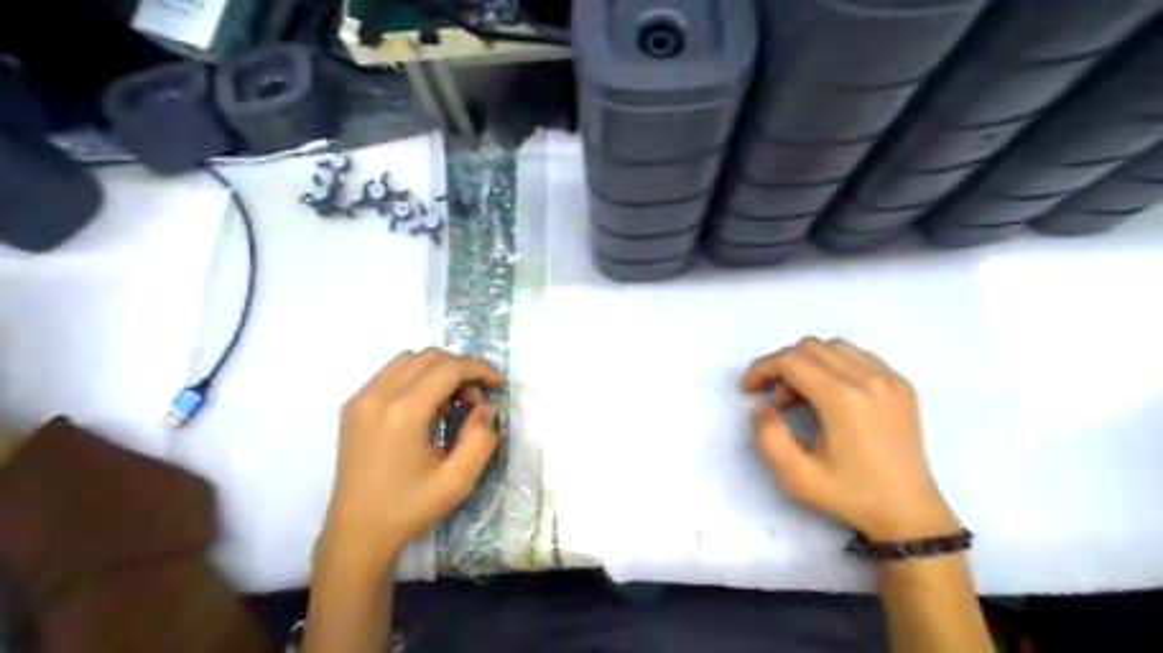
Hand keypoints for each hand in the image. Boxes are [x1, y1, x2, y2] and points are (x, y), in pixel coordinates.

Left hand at [320, 349, 500, 572]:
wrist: (356, 532)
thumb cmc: (409, 509)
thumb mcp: (458, 481)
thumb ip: (480, 438)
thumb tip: (484, 407)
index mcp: (404, 413)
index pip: (449, 368)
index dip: (479, 369)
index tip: (498, 384)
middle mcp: (379, 396)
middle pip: (429, 356)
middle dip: (461, 368)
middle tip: (476, 399)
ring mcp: (361, 399)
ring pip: (409, 359)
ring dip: (438, 370)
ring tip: (451, 402)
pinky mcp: (353, 406)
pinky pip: (391, 373)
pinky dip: (416, 377)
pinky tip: (425, 407)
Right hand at [750, 337, 957, 540]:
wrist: (909, 512)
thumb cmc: (850, 495)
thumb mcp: (796, 476)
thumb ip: (768, 437)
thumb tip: (761, 406)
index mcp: (843, 400)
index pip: (791, 361)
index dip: (762, 369)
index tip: (750, 389)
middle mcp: (869, 379)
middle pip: (810, 347)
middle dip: (782, 366)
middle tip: (778, 401)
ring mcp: (890, 379)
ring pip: (833, 346)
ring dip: (808, 363)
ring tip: (805, 397)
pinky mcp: (902, 384)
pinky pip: (858, 356)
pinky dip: (834, 365)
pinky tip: (832, 394)